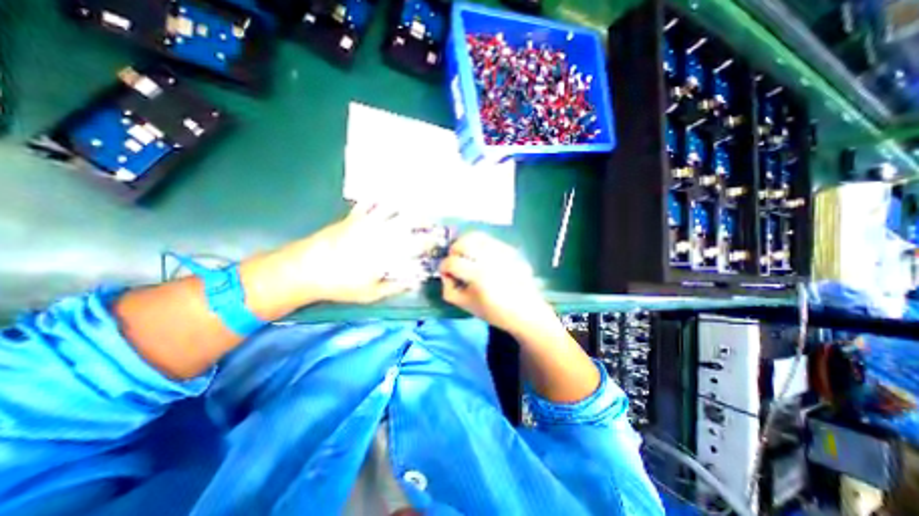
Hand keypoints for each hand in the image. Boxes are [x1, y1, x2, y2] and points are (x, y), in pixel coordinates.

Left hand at [285, 204, 427, 303]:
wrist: (305, 269)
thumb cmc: (341, 285)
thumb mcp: (370, 293)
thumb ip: (395, 287)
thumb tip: (413, 282)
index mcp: (388, 252)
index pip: (415, 244)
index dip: (429, 241)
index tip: (437, 241)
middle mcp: (381, 234)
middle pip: (407, 222)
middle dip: (422, 221)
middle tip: (429, 222)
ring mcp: (366, 223)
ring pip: (391, 210)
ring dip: (405, 208)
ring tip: (413, 208)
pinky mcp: (352, 218)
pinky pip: (368, 204)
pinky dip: (378, 200)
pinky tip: (384, 198)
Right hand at [440, 233, 559, 335]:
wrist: (525, 312)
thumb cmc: (494, 312)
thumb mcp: (466, 305)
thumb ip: (449, 289)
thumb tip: (446, 274)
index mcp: (478, 276)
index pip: (453, 262)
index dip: (444, 266)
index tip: (445, 272)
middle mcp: (491, 260)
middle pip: (465, 242)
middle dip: (454, 249)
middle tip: (454, 258)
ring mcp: (503, 253)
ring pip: (478, 236)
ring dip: (467, 243)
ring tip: (466, 254)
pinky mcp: (511, 251)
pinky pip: (490, 240)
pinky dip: (480, 245)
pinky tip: (481, 256)